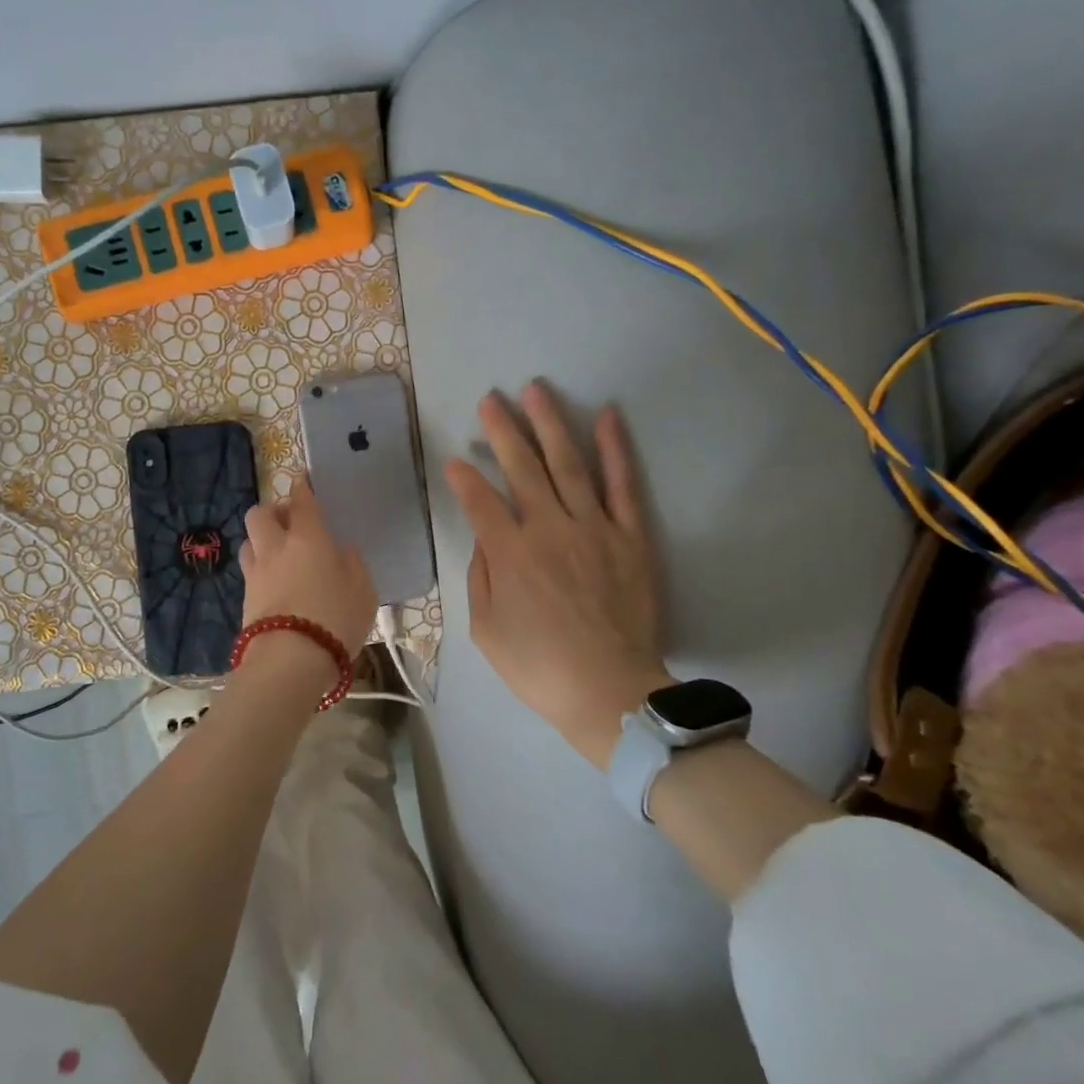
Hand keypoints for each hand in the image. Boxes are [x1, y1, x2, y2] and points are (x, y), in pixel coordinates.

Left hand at [238, 482, 377, 658]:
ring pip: (249, 542)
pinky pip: (250, 572)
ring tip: (278, 554)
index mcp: (308, 537)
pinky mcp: (244, 600)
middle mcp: (276, 547)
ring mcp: (256, 573)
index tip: (303, 481)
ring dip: (261, 541)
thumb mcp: (363, 590)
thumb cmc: (335, 618)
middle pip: (260, 514)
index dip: (302, 487)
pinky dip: (260, 570)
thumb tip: (340, 551)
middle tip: (289, 523)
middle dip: (272, 512)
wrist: (290, 661)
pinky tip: (275, 583)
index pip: (301, 501)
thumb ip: (352, 564)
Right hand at [444, 383, 670, 767]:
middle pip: (522, 468)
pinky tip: (606, 416)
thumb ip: (482, 577)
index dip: (464, 478)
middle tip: (490, 398)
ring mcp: (592, 528)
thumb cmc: (539, 667)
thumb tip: (485, 539)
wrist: (610, 692)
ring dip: (549, 424)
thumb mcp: (487, 631)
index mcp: (509, 554)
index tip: (454, 460)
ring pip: (568, 464)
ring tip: (536, 390)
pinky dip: (614, 449)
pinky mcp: (630, 536)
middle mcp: (548, 529)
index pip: (480, 501)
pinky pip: (622, 485)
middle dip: (502, 430)